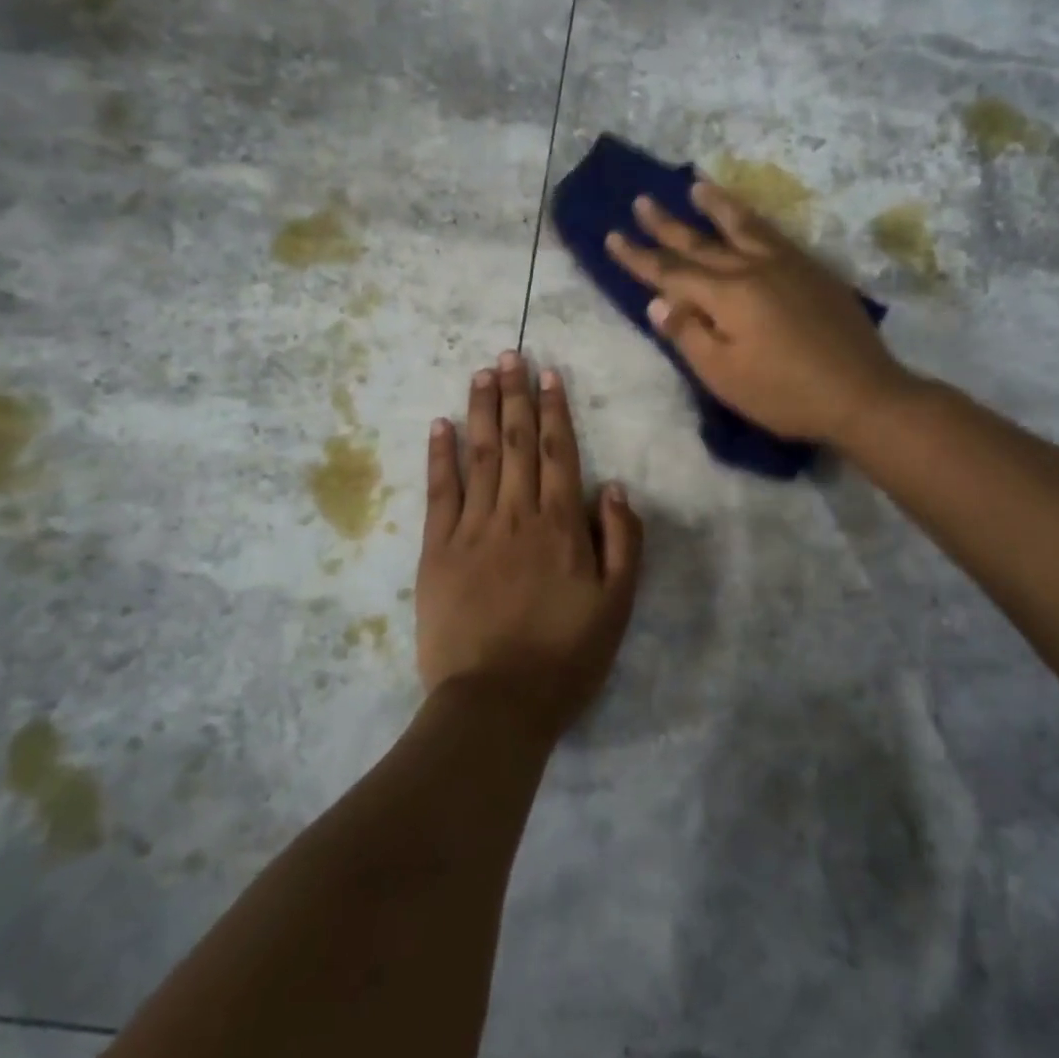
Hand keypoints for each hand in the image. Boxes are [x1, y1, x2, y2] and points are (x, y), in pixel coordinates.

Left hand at [415, 352, 643, 739]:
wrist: (495, 703)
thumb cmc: (564, 658)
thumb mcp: (617, 607)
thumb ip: (622, 542)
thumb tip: (611, 487)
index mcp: (560, 526)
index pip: (557, 452)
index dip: (553, 410)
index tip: (548, 373)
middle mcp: (515, 515)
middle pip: (515, 442)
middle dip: (514, 395)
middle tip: (510, 354)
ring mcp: (471, 529)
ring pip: (479, 456)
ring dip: (481, 410)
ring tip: (481, 373)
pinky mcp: (436, 551)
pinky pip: (439, 493)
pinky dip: (440, 456)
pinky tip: (440, 425)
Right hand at [606, 181, 913, 447]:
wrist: (861, 393)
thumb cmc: (784, 393)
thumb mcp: (724, 375)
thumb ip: (688, 335)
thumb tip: (658, 301)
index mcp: (726, 295)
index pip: (670, 272)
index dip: (638, 257)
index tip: (612, 236)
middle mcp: (753, 268)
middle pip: (700, 242)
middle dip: (667, 224)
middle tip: (641, 200)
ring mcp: (787, 265)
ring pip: (742, 226)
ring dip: (715, 205)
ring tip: (696, 185)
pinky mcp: (813, 271)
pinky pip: (774, 233)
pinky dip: (753, 219)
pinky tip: (750, 219)